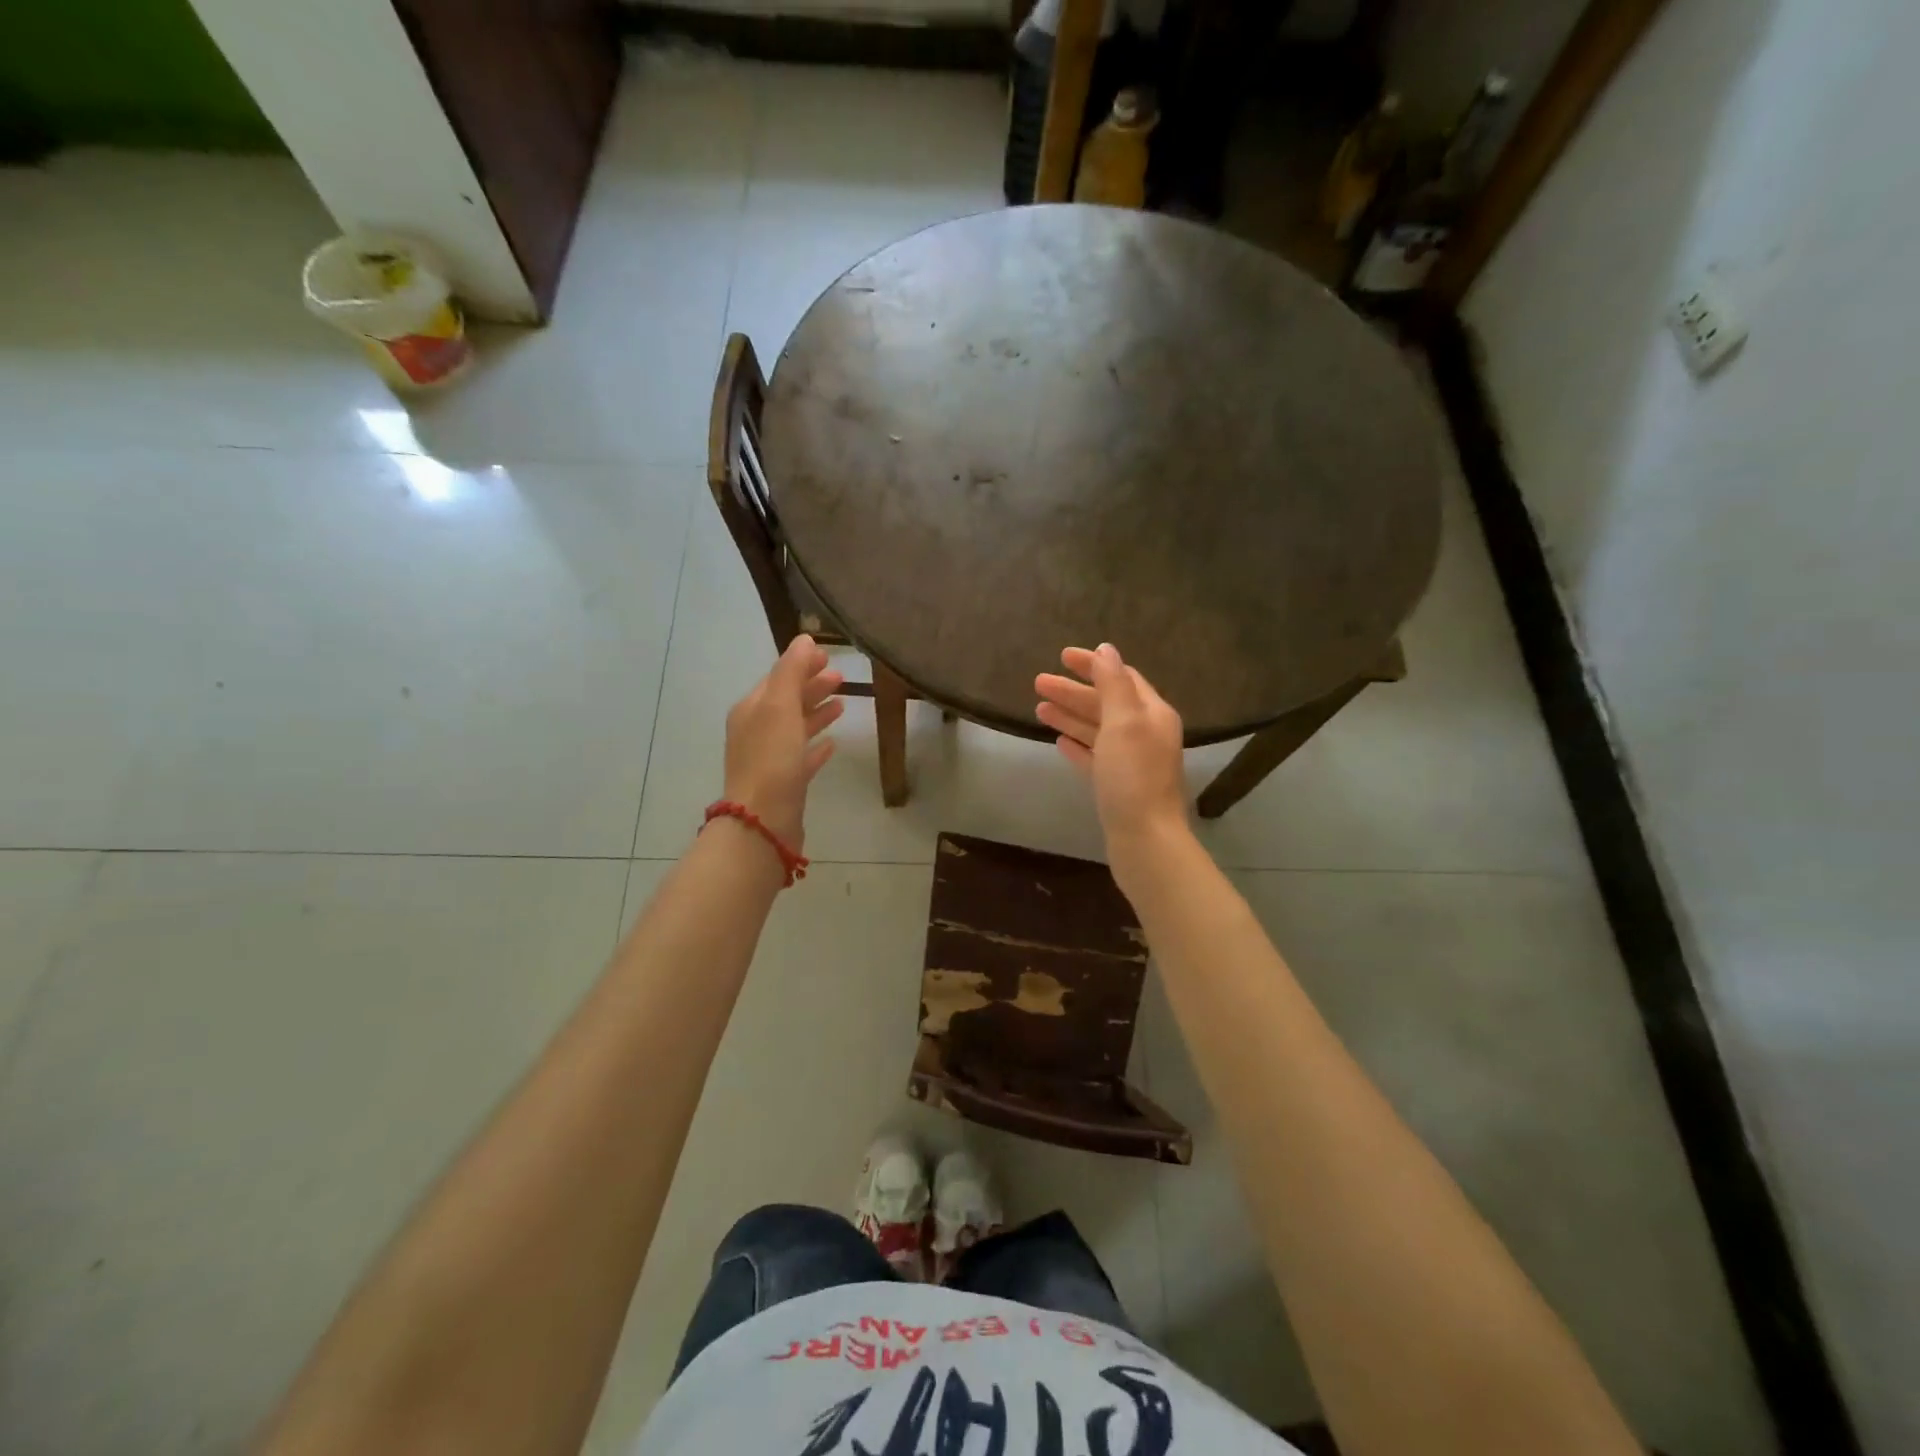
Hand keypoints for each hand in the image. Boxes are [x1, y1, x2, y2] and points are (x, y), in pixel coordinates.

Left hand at [723, 635, 843, 849]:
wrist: (763, 821)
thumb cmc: (772, 759)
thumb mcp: (780, 707)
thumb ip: (791, 671)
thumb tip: (802, 639)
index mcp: (751, 710)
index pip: (777, 678)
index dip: (800, 665)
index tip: (828, 656)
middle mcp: (756, 731)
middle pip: (787, 701)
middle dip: (811, 686)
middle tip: (841, 677)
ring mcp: (770, 759)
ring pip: (795, 728)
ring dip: (816, 713)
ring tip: (842, 704)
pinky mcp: (785, 784)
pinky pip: (802, 758)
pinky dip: (816, 746)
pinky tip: (833, 744)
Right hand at [1035, 643, 1188, 847]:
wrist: (1144, 838)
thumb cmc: (1133, 776)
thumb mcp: (1123, 722)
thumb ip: (1113, 683)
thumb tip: (1106, 649)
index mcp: (1152, 714)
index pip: (1121, 677)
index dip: (1093, 664)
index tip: (1061, 656)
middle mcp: (1145, 733)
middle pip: (1105, 703)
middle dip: (1073, 691)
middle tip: (1037, 682)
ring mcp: (1131, 762)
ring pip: (1097, 730)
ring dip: (1070, 716)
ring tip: (1038, 708)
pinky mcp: (1117, 786)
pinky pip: (1095, 757)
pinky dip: (1077, 745)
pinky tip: (1058, 742)